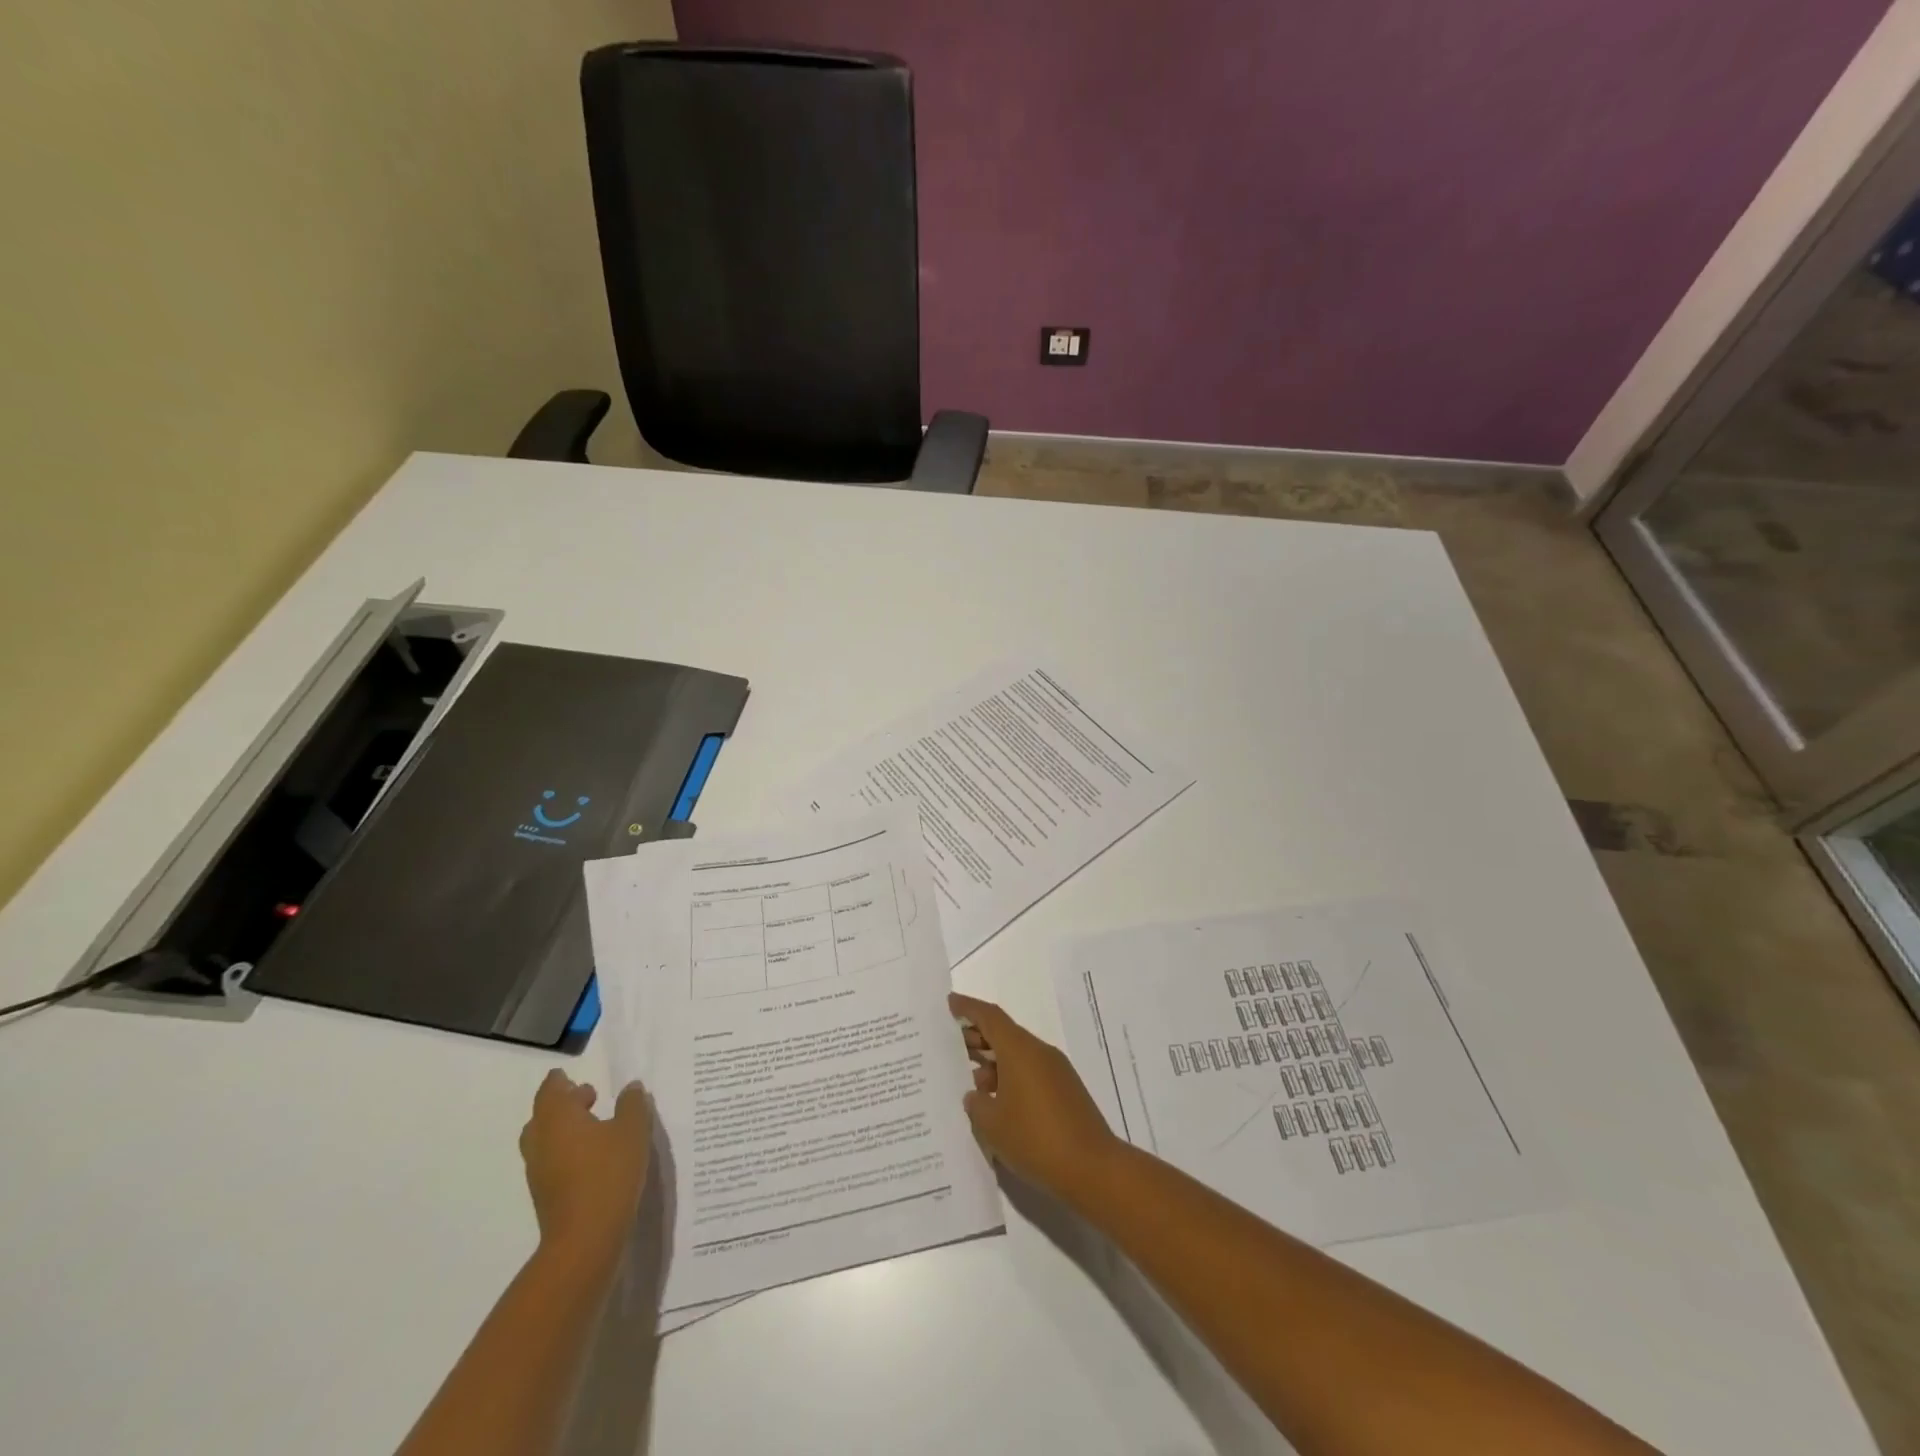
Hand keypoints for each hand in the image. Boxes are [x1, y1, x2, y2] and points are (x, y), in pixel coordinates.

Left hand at [518, 1069, 650, 1263]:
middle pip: (543, 1115)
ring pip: (545, 1140)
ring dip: (564, 1129)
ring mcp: (539, 1171)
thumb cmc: (609, 1173)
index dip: (559, 1081)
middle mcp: (541, 1141)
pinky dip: (566, 1151)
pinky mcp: (545, 1195)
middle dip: (562, 1104)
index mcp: (558, 1118)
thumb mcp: (633, 1130)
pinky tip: (592, 1157)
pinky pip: (551, 1161)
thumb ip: (632, 1104)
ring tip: (594, 1127)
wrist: (585, 1239)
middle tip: (588, 1097)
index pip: (550, 1090)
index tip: (568, 1075)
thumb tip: (630, 1087)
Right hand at [949, 992, 1120, 1198]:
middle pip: (1004, 1034)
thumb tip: (975, 1095)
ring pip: (1018, 1055)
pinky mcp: (1066, 1091)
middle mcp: (1040, 1052)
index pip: (990, 1017)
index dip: (968, 1008)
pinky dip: (1011, 1078)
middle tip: (952, 1046)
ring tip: (971, 1083)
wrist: (1093, 1169)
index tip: (950, 1002)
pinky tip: (998, 1103)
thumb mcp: (992, 1125)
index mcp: (1020, 1050)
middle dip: (978, 1037)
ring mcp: (1056, 1071)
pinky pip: (1031, 1072)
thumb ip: (976, 1104)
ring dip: (994, 1063)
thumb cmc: (1035, 1139)